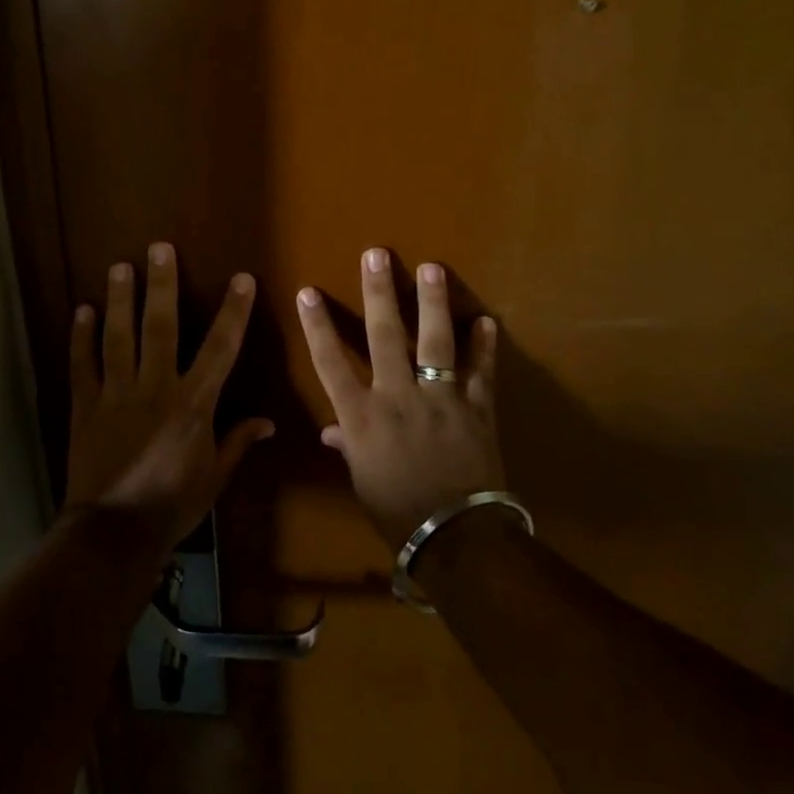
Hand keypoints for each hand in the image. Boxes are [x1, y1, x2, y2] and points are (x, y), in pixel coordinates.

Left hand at [63, 242, 272, 550]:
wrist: (113, 533)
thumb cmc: (172, 506)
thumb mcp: (214, 478)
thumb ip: (237, 443)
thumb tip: (268, 422)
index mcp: (193, 405)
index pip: (220, 350)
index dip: (233, 312)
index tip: (241, 279)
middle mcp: (155, 388)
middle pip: (160, 328)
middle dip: (162, 285)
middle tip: (159, 248)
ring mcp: (116, 394)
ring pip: (118, 337)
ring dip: (119, 299)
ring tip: (119, 266)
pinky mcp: (85, 406)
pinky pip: (82, 365)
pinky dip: (81, 337)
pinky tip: (81, 310)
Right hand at [295, 248, 504, 549]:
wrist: (456, 538)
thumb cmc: (397, 512)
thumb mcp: (362, 480)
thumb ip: (348, 447)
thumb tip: (331, 431)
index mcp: (362, 417)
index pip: (330, 362)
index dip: (317, 326)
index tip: (308, 292)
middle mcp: (397, 397)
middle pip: (384, 336)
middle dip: (378, 293)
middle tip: (377, 255)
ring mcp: (440, 399)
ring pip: (435, 342)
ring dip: (433, 303)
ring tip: (431, 268)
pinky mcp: (476, 409)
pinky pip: (481, 372)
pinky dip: (484, 347)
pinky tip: (486, 321)